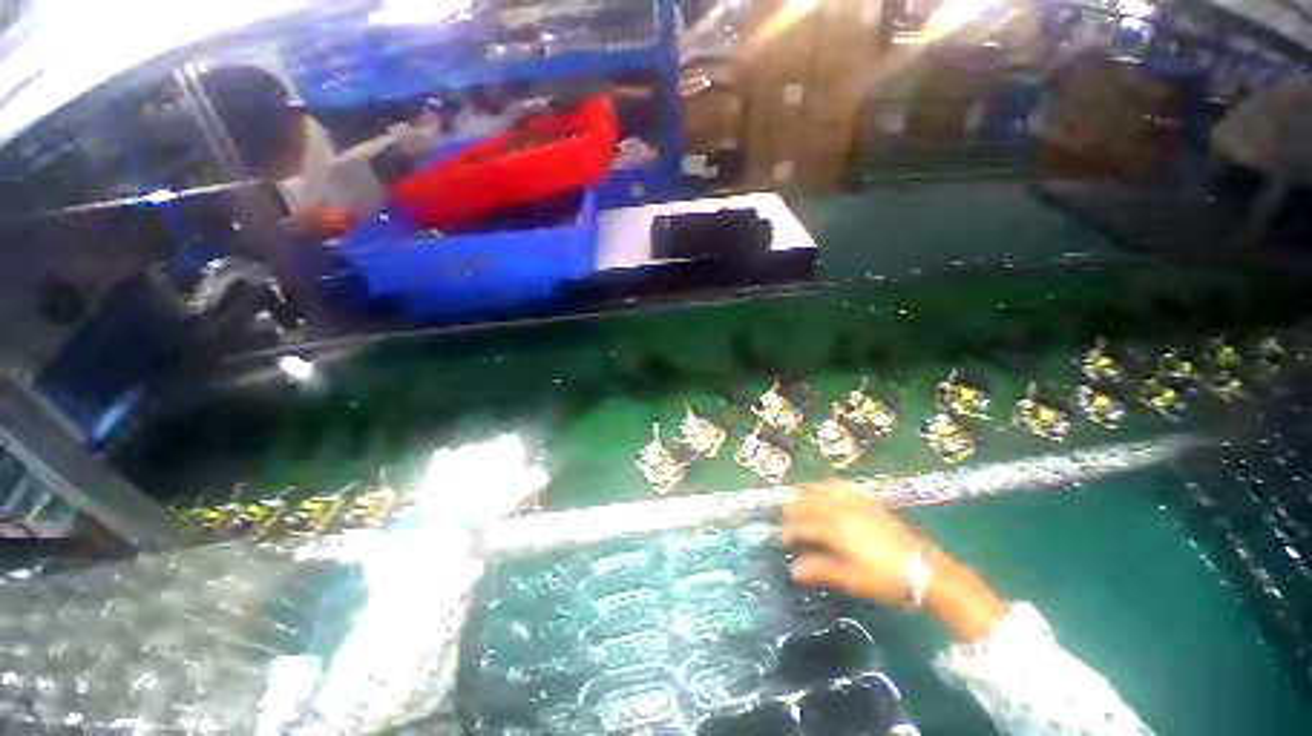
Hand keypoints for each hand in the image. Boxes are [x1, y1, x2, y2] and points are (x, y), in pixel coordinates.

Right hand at [782, 481, 926, 605]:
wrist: (925, 570)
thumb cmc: (886, 579)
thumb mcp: (852, 578)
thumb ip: (820, 570)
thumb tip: (793, 570)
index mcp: (835, 528)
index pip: (803, 523)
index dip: (789, 529)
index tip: (781, 538)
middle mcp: (841, 509)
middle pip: (809, 503)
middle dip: (793, 508)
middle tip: (782, 515)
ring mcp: (855, 503)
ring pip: (822, 491)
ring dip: (806, 493)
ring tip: (797, 498)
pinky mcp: (868, 502)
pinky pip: (841, 487)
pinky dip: (827, 486)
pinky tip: (825, 489)